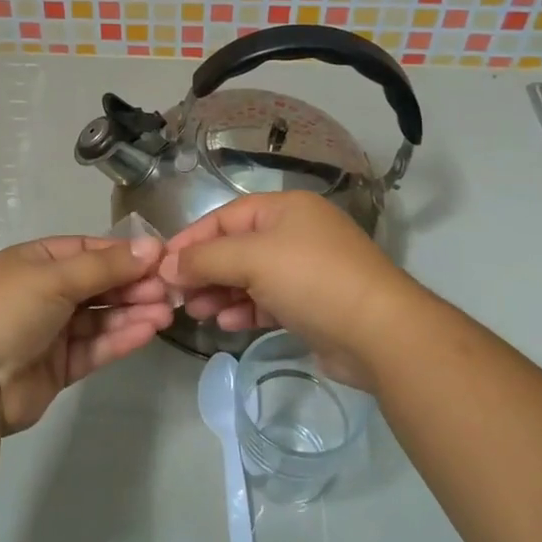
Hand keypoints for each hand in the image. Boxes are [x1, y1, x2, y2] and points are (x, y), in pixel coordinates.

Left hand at [0, 234, 172, 433]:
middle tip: (169, 291)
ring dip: (131, 312)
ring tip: (166, 313)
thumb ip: (106, 266)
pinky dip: (120, 338)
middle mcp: (44, 292)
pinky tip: (147, 332)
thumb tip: (153, 246)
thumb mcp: (55, 278)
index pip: (88, 250)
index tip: (161, 259)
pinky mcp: (59, 366)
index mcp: (35, 261)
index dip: (124, 254)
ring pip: (100, 317)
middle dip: (133, 285)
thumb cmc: (7, 312)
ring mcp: (51, 330)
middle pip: (98, 284)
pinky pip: (95, 346)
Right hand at [159, 192, 421, 390]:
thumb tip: (167, 265)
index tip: (161, 265)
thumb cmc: (311, 280)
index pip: (225, 216)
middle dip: (204, 270)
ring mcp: (306, 270)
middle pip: (236, 247)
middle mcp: (295, 233)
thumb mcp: (252, 259)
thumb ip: (206, 259)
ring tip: (195, 311)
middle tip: (175, 295)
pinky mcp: (312, 304)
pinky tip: (226, 324)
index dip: (191, 239)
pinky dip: (244, 309)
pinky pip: (267, 301)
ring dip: (220, 292)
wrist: (380, 333)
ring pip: (250, 277)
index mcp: (285, 208)